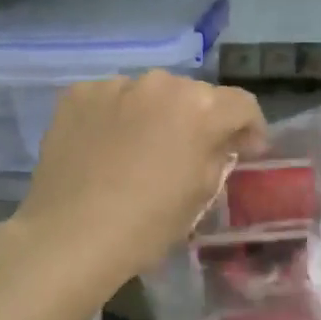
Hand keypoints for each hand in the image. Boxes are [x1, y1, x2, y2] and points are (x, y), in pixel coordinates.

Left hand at [16, 71, 266, 280]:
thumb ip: (218, 156)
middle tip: (189, 151)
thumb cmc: (148, 224)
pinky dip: (116, 115)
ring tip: (141, 148)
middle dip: (199, 119)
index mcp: (202, 108)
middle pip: (194, 95)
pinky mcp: (78, 93)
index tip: (245, 149)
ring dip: (155, 114)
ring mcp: (116, 85)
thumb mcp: (201, 194)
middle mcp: (162, 83)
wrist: (70, 236)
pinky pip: (111, 98)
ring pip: (150, 94)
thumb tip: (221, 142)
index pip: (242, 104)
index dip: (250, 127)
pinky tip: (106, 146)